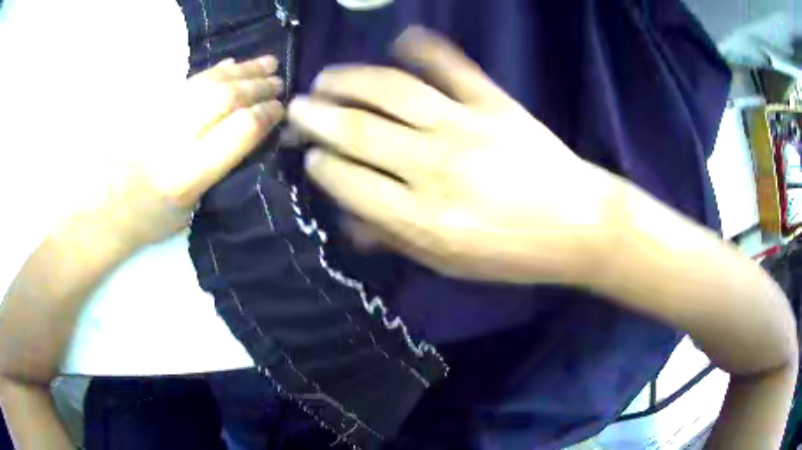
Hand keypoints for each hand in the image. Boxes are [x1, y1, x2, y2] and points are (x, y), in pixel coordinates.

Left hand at [87, 56, 283, 248]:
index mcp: (187, 175)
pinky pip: (189, 80)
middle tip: (279, 81)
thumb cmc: (149, 220)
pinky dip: (214, 71)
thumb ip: (218, 169)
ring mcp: (158, 117)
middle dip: (257, 87)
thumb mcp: (191, 210)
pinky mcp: (149, 106)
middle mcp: (173, 140)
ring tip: (266, 63)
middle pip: (224, 99)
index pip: (238, 131)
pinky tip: (231, 65)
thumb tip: (248, 133)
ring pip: (208, 82)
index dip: (264, 115)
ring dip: (242, 71)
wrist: (105, 209)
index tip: (280, 109)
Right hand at [287, 27, 617, 283]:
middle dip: (317, 116)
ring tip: (327, 77)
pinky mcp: (495, 103)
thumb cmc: (513, 254)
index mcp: (422, 219)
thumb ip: (395, 237)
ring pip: (392, 90)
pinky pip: (451, 66)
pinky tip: (400, 40)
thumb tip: (348, 215)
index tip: (310, 154)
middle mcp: (435, 168)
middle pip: (359, 130)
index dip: (321, 164)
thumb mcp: (449, 263)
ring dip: (350, 79)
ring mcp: (466, 127)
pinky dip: (422, 47)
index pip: (349, 181)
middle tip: (297, 107)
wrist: (580, 226)